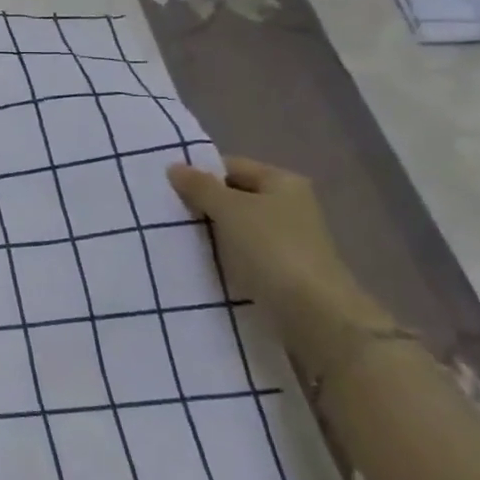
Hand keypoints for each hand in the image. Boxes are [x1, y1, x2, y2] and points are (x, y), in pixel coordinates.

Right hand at [166, 157, 383, 364]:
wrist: (314, 313)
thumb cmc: (272, 248)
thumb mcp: (229, 209)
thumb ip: (200, 187)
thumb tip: (173, 166)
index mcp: (282, 182)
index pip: (230, 166)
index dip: (199, 173)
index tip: (166, 187)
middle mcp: (288, 205)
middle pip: (233, 196)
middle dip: (201, 203)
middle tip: (165, 212)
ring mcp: (286, 238)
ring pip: (235, 226)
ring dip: (209, 231)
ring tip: (175, 236)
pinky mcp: (280, 268)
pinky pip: (241, 251)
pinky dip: (221, 253)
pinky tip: (197, 259)